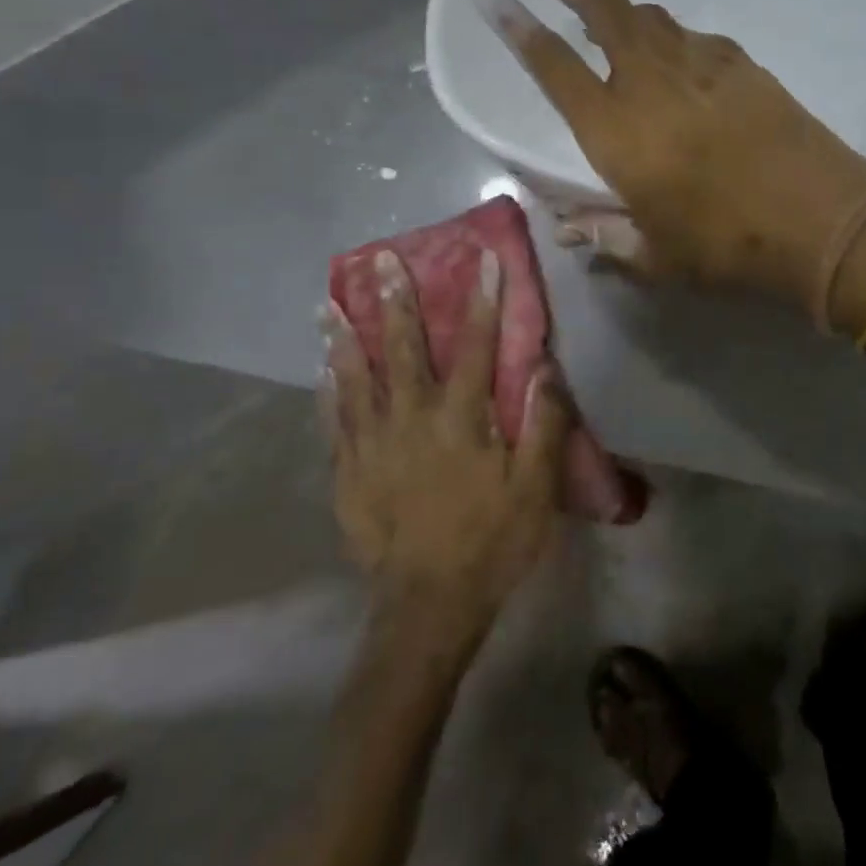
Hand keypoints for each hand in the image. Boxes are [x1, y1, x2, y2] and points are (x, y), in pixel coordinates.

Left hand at [318, 247, 569, 632]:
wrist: (428, 607)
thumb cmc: (492, 541)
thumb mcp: (536, 488)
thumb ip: (542, 423)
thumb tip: (544, 367)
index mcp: (461, 419)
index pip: (477, 345)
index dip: (483, 298)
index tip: (484, 258)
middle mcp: (411, 419)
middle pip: (402, 348)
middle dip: (395, 299)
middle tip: (381, 260)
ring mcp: (372, 445)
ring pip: (356, 377)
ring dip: (345, 335)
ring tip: (329, 301)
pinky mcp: (348, 472)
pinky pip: (335, 420)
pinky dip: (328, 389)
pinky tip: (321, 367)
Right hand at [475, 0, 865, 304]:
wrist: (824, 220)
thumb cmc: (730, 246)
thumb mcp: (658, 256)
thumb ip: (608, 237)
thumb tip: (570, 231)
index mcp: (617, 131)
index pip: (552, 65)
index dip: (516, 25)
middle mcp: (652, 82)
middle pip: (602, 7)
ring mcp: (701, 64)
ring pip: (649, 16)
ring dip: (618, 6)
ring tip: (600, 9)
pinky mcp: (742, 64)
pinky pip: (692, 38)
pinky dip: (670, 39)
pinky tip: (673, 59)